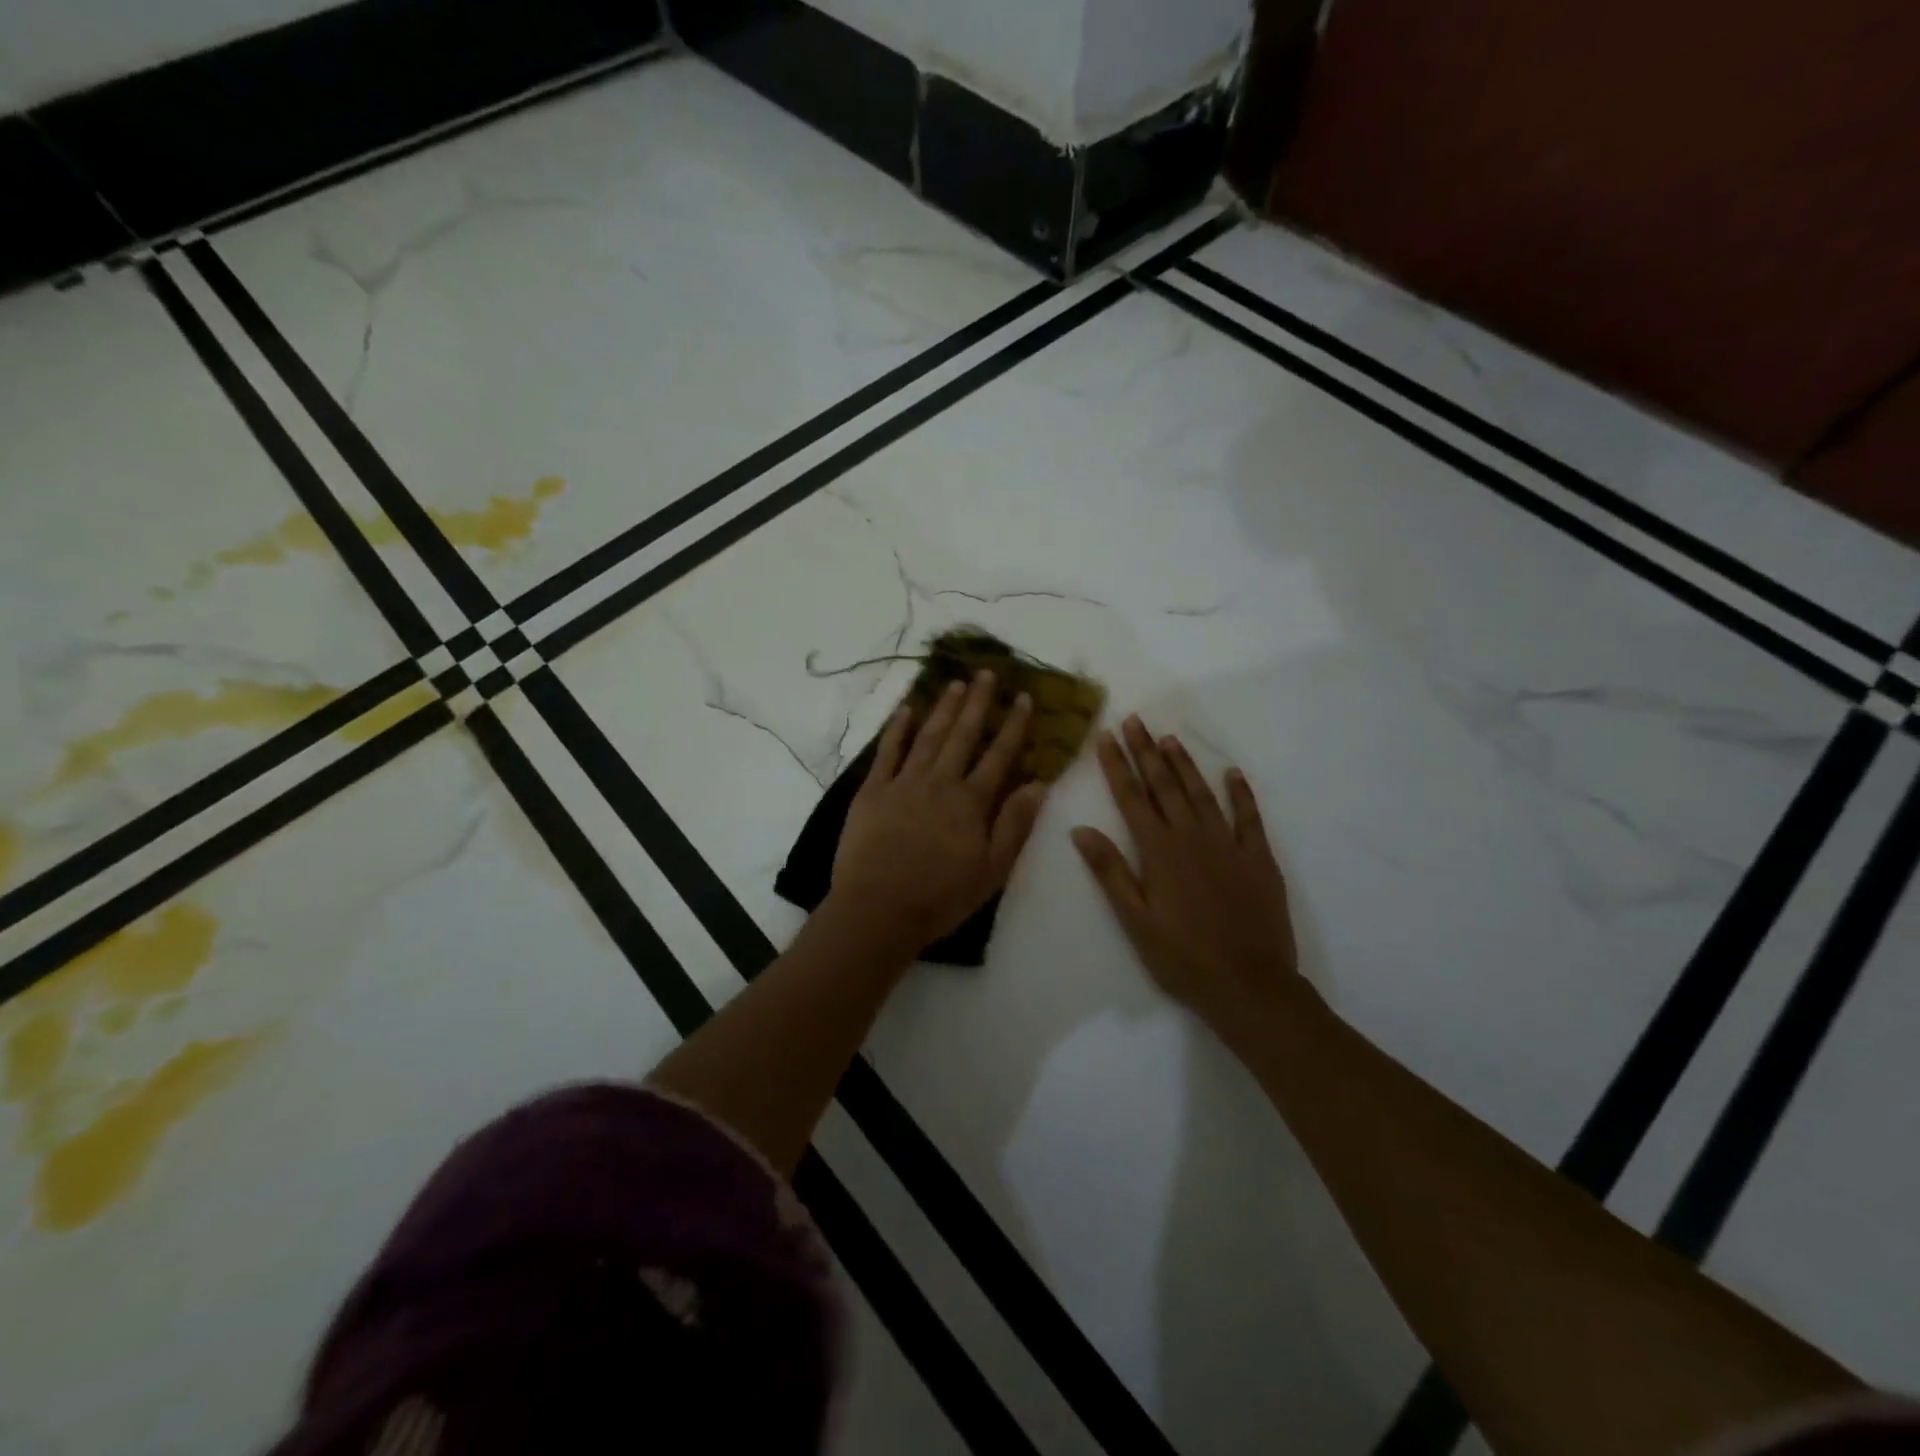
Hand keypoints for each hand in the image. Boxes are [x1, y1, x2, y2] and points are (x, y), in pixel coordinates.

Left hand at [832, 671, 1048, 946]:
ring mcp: (903, 783)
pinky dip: (896, 729)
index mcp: (971, 801)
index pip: (999, 755)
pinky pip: (887, 752)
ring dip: (943, 708)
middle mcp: (940, 782)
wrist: (878, 910)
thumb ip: (1015, 825)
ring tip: (955, 683)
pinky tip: (905, 710)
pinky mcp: (872, 791)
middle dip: (978, 702)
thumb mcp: (992, 870)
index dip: (1013, 725)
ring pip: (928, 736)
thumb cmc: (941, 897)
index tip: (1023, 697)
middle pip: (963, 735)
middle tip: (987, 673)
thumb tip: (1039, 784)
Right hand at [1072, 716, 1301, 1034]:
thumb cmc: (1182, 957)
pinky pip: (1249, 816)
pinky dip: (1240, 792)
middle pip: (1165, 785)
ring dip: (1184, 764)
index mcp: (1159, 851)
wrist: (1249, 985)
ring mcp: (1229, 844)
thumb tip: (1080, 830)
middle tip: (1135, 720)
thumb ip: (1109, 872)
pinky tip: (1232, 773)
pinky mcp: (1259, 858)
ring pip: (1202, 793)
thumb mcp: (1135, 920)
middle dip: (1147, 751)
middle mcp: (1192, 837)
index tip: (1106, 736)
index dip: (1117, 765)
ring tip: (1169, 737)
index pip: (1132, 797)